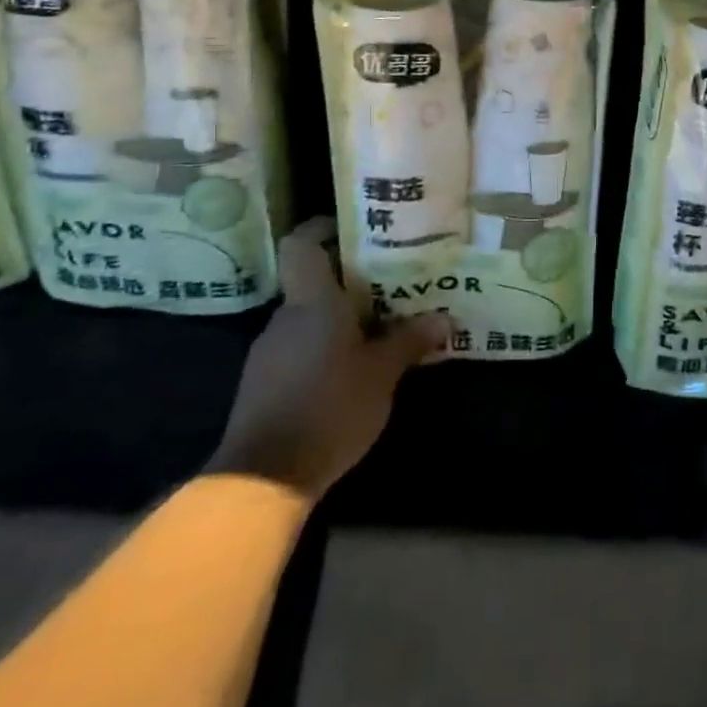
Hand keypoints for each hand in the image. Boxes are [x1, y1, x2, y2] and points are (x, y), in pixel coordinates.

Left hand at [206, 216, 451, 499]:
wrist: (263, 478)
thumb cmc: (329, 407)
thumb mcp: (382, 373)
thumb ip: (410, 341)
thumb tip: (444, 319)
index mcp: (312, 301)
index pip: (303, 243)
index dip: (323, 228)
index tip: (355, 228)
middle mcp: (286, 317)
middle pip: (314, 281)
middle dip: (350, 281)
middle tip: (391, 283)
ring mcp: (269, 351)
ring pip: (309, 318)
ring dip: (339, 319)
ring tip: (380, 328)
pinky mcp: (263, 383)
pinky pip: (299, 348)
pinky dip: (324, 348)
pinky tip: (351, 369)